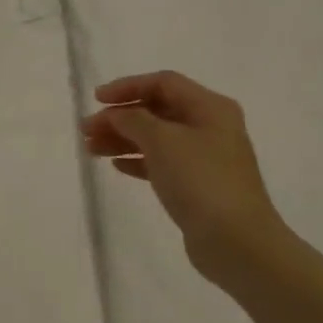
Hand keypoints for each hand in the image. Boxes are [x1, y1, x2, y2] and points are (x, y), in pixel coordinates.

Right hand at [82, 70, 286, 278]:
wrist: (236, 240)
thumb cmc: (200, 180)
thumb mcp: (162, 140)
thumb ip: (133, 119)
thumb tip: (116, 114)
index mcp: (210, 108)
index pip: (163, 83)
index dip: (127, 87)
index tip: (96, 101)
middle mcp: (210, 127)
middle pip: (157, 110)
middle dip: (119, 117)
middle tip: (86, 130)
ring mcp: (205, 156)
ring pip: (156, 137)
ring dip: (122, 139)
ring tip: (91, 149)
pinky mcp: (197, 184)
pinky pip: (161, 162)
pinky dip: (137, 160)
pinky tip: (116, 166)